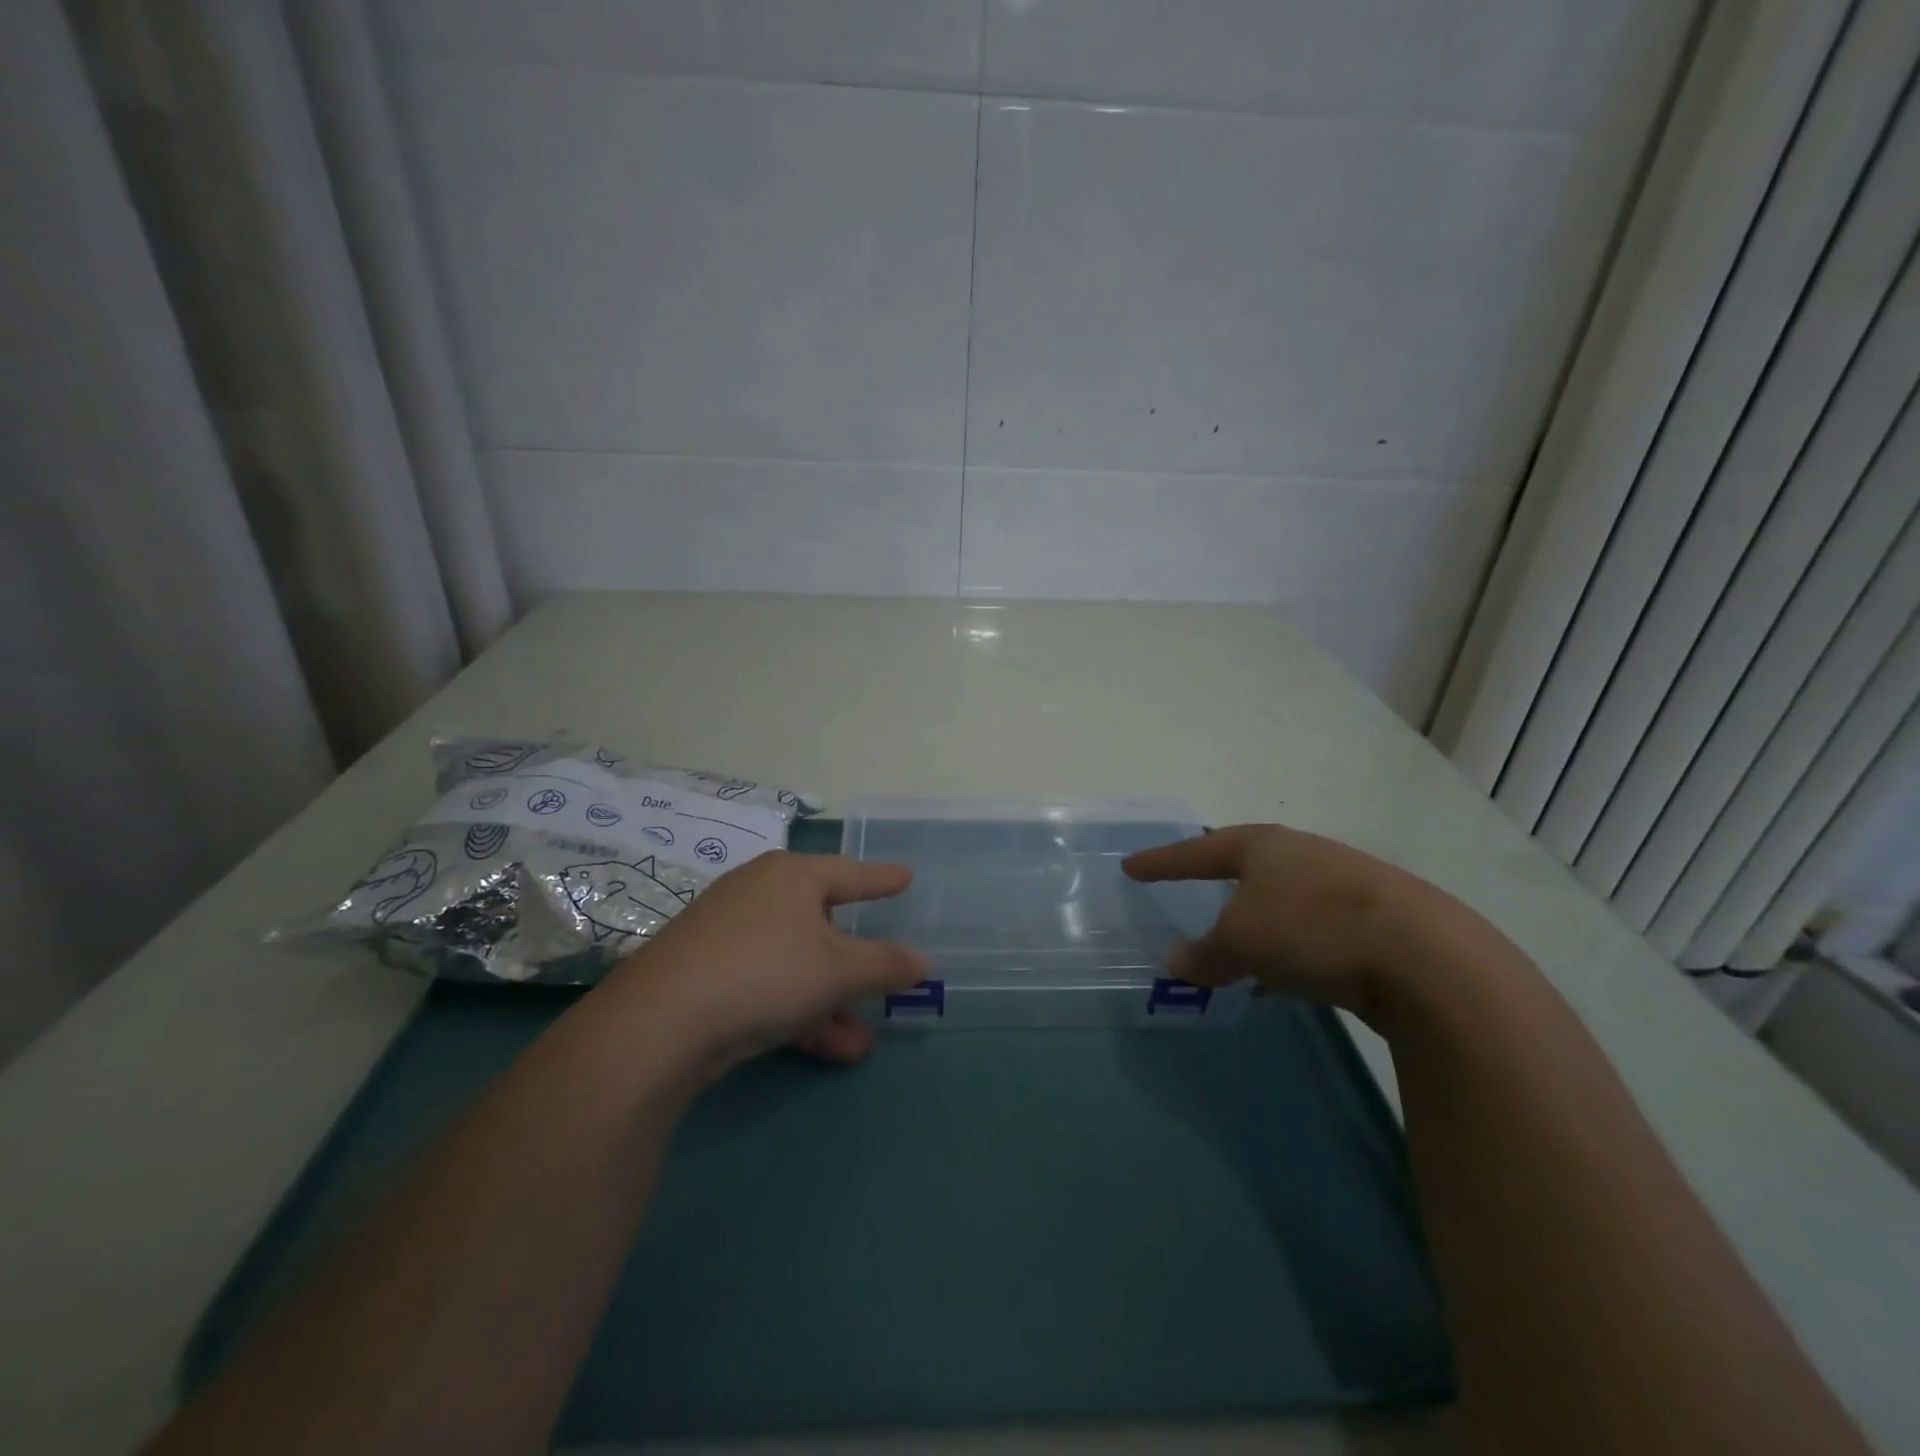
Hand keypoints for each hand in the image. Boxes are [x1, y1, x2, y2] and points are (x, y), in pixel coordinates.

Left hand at [604, 851, 927, 1077]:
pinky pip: (770, 988)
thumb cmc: (765, 971)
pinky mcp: (708, 977)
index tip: (907, 876)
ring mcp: (728, 937)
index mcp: (791, 877)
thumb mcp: (837, 969)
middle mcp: (759, 897)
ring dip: (831, 1003)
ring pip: (796, 965)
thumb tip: (924, 961)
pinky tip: (831, 1050)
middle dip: (855, 961)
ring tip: (861, 1041)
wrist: (661, 1023)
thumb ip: (886, 964)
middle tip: (884, 969)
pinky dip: (800, 1015)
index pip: (849, 873)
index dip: (882, 879)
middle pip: (821, 923)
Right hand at [1123, 823, 1458, 1017]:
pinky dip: (1289, 947)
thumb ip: (1203, 954)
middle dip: (1217, 879)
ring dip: (1256, 921)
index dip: (1162, 861)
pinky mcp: (1379, 919)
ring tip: (1236, 947)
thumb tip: (1173, 962)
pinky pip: (1314, 929)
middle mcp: (1304, 854)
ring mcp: (1346, 884)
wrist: (1427, 958)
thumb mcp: (1242, 943)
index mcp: (1264, 846)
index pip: (1198, 851)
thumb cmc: (1311, 930)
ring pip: (1283, 899)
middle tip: (1191, 886)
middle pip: (1247, 865)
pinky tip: (1285, 978)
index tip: (1130, 867)